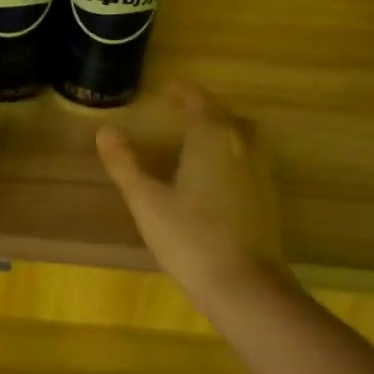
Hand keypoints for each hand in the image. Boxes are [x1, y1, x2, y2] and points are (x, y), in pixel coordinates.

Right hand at [96, 81, 286, 296]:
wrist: (244, 284)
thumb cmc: (189, 237)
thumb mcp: (146, 200)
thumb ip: (124, 164)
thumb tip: (105, 131)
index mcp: (211, 138)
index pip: (199, 102)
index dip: (184, 92)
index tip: (169, 88)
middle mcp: (241, 146)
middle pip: (225, 115)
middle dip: (204, 108)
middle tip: (181, 109)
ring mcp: (260, 171)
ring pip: (243, 136)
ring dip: (223, 128)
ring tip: (200, 137)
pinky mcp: (268, 197)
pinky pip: (250, 158)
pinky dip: (233, 152)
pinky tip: (218, 173)